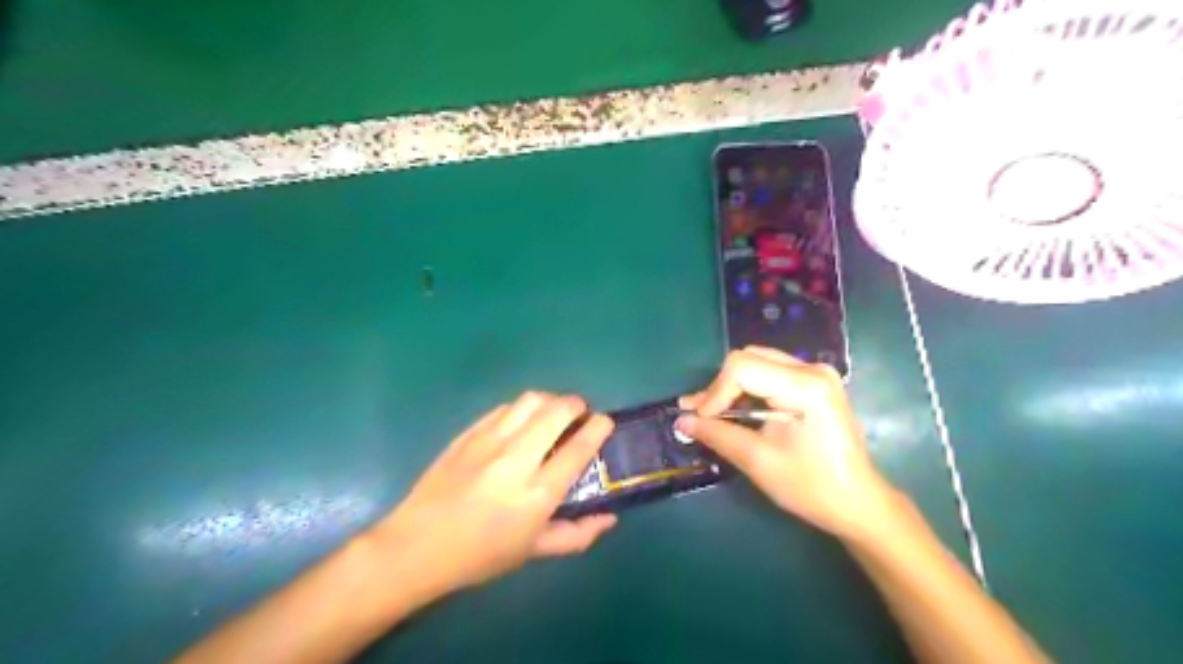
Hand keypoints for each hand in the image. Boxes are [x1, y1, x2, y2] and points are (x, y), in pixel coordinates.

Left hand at [369, 392, 614, 598]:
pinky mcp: (467, 434)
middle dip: (576, 405)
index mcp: (536, 494)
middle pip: (555, 412)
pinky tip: (520, 422)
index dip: (598, 428)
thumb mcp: (533, 551)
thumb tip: (609, 518)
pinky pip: (503, 408)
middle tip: (581, 414)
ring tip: (552, 414)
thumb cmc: (480, 556)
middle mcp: (515, 460)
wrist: (416, 547)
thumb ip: (576, 535)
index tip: (605, 422)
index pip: (578, 448)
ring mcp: (487, 442)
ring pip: (529, 401)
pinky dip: (521, 409)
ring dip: (549, 401)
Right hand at [674, 346, 898, 539]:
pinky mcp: (814, 383)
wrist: (858, 503)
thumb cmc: (812, 487)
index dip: (715, 392)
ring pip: (757, 363)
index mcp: (805, 386)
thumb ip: (718, 434)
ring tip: (711, 414)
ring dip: (732, 388)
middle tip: (701, 416)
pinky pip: (770, 373)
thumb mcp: (759, 461)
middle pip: (749, 359)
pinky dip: (748, 390)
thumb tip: (681, 421)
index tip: (700, 420)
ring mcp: (816, 374)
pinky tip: (736, 411)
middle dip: (720, 387)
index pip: (743, 368)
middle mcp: (812, 369)